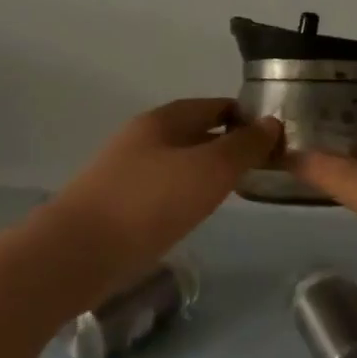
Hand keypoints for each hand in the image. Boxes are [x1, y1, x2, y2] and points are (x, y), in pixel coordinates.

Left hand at [50, 98, 280, 293]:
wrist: (80, 252)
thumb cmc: (150, 203)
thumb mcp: (210, 169)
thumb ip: (244, 146)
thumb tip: (272, 123)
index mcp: (163, 120)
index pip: (215, 106)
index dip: (247, 117)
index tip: (276, 139)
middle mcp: (143, 138)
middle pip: (196, 132)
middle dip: (229, 144)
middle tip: (263, 167)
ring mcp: (127, 170)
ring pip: (179, 161)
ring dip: (208, 170)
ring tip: (236, 188)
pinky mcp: (119, 203)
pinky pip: (164, 188)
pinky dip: (187, 192)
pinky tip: (197, 211)